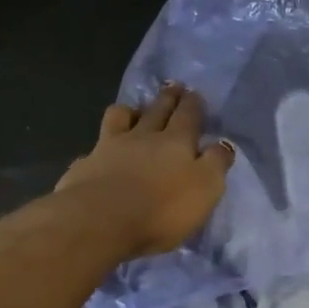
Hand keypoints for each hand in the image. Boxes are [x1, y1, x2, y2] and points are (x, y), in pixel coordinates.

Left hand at [55, 84, 234, 257]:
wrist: (102, 221)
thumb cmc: (163, 208)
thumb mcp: (205, 188)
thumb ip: (216, 163)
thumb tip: (223, 144)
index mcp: (176, 142)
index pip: (188, 116)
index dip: (193, 104)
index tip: (194, 93)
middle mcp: (143, 137)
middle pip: (157, 111)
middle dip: (168, 98)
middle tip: (173, 86)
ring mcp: (109, 148)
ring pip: (121, 119)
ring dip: (131, 111)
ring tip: (135, 110)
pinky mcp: (85, 166)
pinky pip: (95, 148)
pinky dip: (101, 147)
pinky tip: (101, 153)